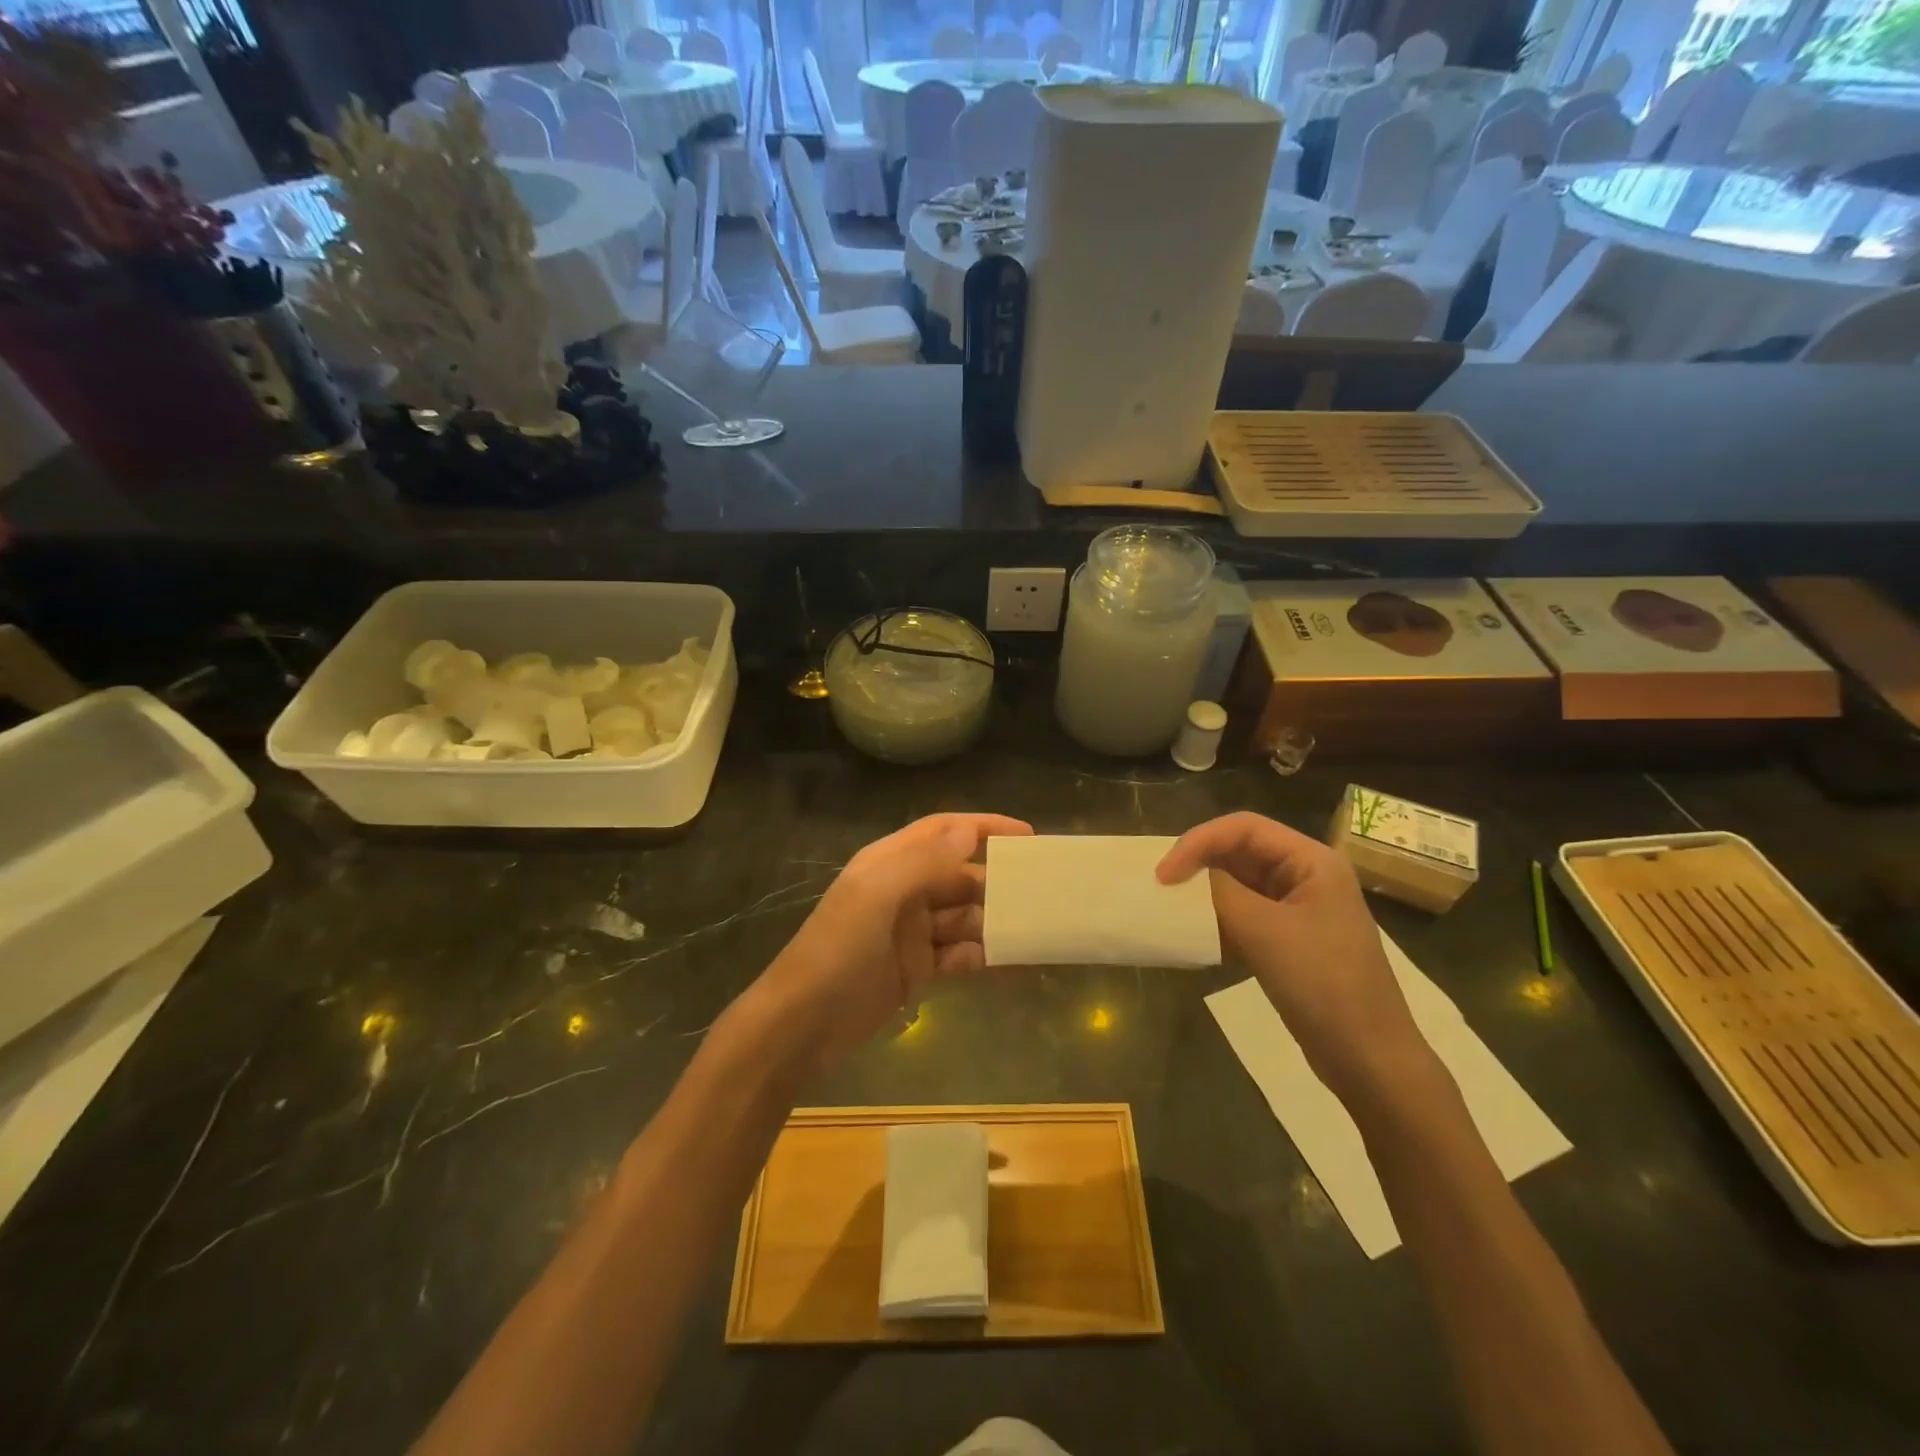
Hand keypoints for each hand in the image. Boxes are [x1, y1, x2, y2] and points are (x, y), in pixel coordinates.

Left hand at [754, 813, 1033, 1068]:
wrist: (803, 1024)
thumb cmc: (838, 950)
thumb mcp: (876, 896)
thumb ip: (923, 862)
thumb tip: (969, 832)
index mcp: (890, 862)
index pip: (943, 831)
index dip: (983, 827)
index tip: (1027, 836)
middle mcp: (904, 891)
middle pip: (960, 875)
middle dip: (999, 881)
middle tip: (1044, 892)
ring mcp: (912, 931)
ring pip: (966, 917)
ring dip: (998, 922)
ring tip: (1040, 928)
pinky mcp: (919, 968)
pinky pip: (962, 955)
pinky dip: (988, 957)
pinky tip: (1019, 963)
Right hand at [1158, 812, 1432, 1102]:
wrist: (1369, 1060)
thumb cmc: (1323, 985)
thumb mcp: (1265, 932)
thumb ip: (1221, 892)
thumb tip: (1186, 874)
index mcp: (1312, 861)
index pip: (1244, 827)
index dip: (1199, 840)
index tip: (1164, 873)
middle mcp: (1306, 875)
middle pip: (1241, 849)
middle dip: (1199, 862)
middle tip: (1162, 885)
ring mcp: (1299, 908)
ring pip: (1240, 881)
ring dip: (1205, 889)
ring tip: (1172, 904)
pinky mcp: (1289, 939)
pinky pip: (1245, 912)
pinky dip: (1218, 916)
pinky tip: (1196, 931)